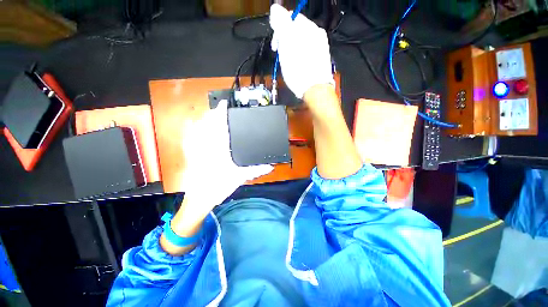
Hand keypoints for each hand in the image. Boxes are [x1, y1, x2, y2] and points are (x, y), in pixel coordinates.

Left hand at [181, 100, 272, 212]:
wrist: (199, 199)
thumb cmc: (219, 187)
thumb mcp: (240, 177)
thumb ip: (256, 170)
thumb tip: (271, 166)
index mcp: (219, 149)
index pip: (219, 125)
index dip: (221, 112)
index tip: (224, 103)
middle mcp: (205, 145)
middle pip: (206, 123)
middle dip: (212, 113)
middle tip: (221, 109)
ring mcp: (195, 149)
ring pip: (197, 127)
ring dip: (204, 119)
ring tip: (212, 116)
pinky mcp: (190, 154)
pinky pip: (189, 136)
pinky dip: (193, 128)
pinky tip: (195, 126)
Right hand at [269, 4, 333, 98]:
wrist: (315, 89)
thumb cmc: (299, 69)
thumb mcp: (286, 44)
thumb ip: (281, 23)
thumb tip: (275, 8)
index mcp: (308, 27)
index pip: (289, 18)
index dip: (278, 30)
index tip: (275, 46)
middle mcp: (317, 33)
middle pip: (296, 30)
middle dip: (285, 39)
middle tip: (280, 54)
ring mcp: (321, 46)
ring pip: (301, 41)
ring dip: (292, 48)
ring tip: (288, 62)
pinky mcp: (321, 58)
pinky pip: (307, 51)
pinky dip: (300, 55)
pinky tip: (298, 65)